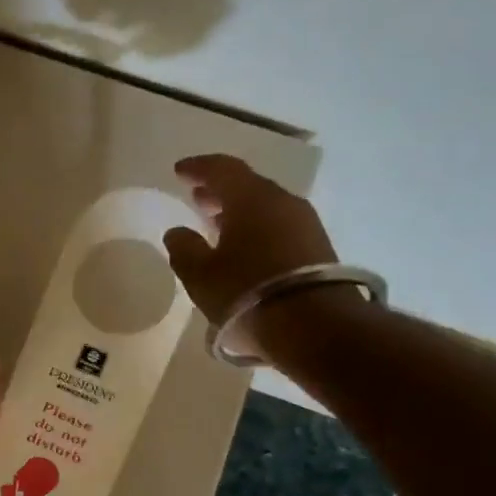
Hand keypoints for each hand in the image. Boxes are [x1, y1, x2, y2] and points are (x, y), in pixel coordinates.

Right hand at [162, 155, 349, 354]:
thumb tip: (177, 232)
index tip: (179, 171)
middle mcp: (282, 202)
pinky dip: (257, 228)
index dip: (198, 167)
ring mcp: (305, 225)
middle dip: (219, 190)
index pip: (222, 169)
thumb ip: (184, 249)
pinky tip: (244, 248)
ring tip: (217, 225)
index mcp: (251, 198)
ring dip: (239, 212)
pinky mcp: (318, 248)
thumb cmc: (247, 293)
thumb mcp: (201, 275)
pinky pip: (279, 226)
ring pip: (265, 207)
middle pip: (247, 186)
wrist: (316, 328)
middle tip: (196, 198)